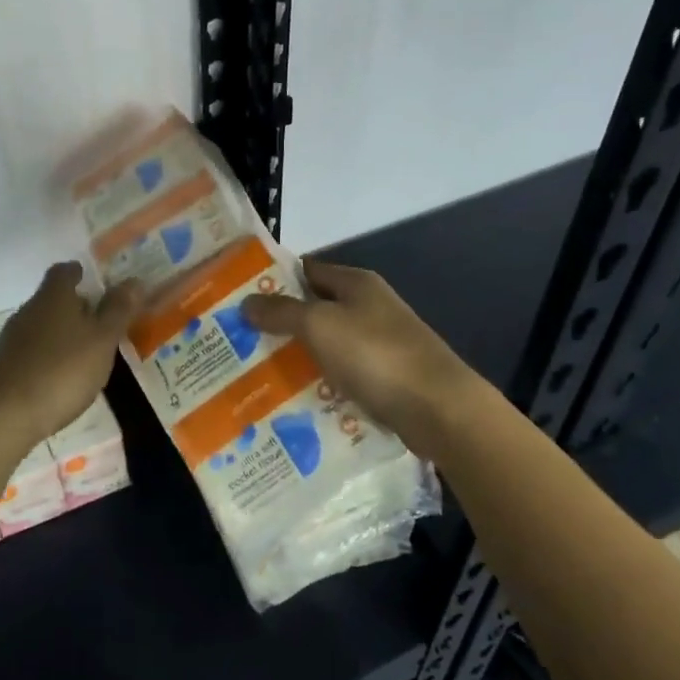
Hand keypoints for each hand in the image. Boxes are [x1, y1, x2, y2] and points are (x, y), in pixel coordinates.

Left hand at [0, 262, 140, 448]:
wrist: (2, 417)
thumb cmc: (61, 371)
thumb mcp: (101, 341)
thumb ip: (118, 311)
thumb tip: (134, 280)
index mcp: (53, 296)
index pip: (65, 271)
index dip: (81, 274)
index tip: (98, 284)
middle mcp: (29, 310)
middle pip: (53, 299)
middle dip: (77, 308)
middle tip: (103, 325)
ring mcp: (11, 339)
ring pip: (43, 327)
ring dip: (63, 335)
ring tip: (87, 355)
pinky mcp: (3, 366)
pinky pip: (32, 352)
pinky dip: (49, 358)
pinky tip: (61, 380)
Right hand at [242, 258, 489, 456]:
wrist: (440, 409)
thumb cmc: (376, 355)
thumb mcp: (319, 325)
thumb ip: (282, 311)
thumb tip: (247, 301)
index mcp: (356, 283)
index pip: (306, 270)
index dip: (274, 280)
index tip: (239, 298)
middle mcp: (369, 306)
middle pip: (315, 308)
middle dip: (281, 323)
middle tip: (241, 340)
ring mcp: (380, 343)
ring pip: (328, 344)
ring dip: (299, 356)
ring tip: (259, 373)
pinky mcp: (386, 377)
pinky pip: (343, 374)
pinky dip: (322, 382)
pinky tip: (297, 399)